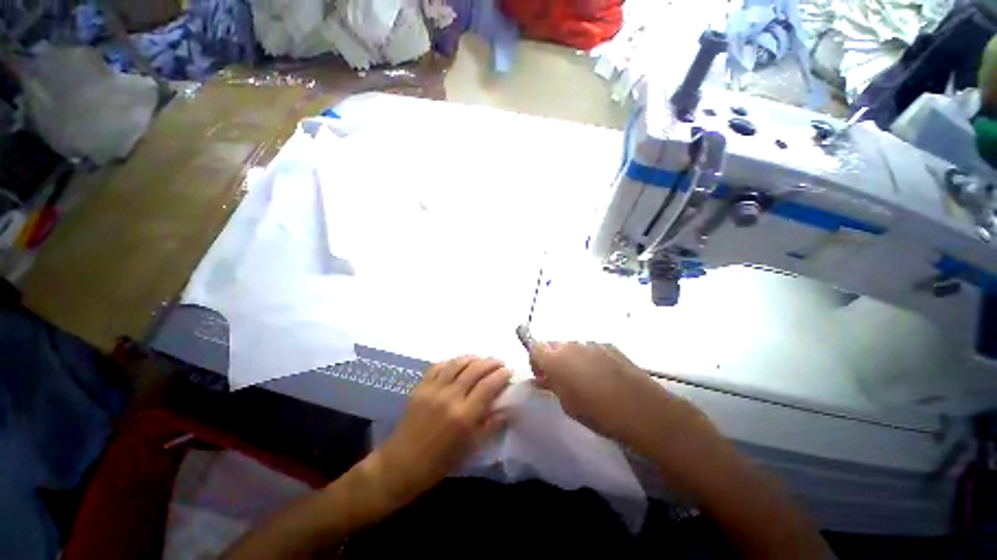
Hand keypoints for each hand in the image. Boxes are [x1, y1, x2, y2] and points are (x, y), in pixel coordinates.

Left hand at [371, 356, 510, 504]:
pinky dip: (452, 361)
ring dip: (473, 358)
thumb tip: (506, 409)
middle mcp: (450, 397)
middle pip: (475, 370)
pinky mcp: (420, 387)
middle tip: (500, 363)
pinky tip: (459, 363)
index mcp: (464, 416)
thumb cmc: (438, 463)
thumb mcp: (469, 449)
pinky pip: (438, 366)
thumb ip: (489, 426)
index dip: (501, 375)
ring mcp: (433, 389)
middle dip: (491, 363)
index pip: (488, 386)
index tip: (509, 372)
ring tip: (482, 359)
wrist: (400, 465)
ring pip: (458, 363)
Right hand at [529, 342, 724, 481]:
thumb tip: (542, 379)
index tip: (543, 377)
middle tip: (561, 380)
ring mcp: (591, 343)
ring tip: (585, 379)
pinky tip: (603, 376)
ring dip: (572, 359)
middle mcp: (571, 345)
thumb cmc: (598, 412)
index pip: (535, 348)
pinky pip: (591, 349)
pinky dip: (590, 358)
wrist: (642, 410)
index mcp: (556, 359)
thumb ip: (552, 385)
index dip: (535, 361)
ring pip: (572, 347)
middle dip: (553, 360)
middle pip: (553, 345)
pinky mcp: (609, 346)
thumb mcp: (568, 404)